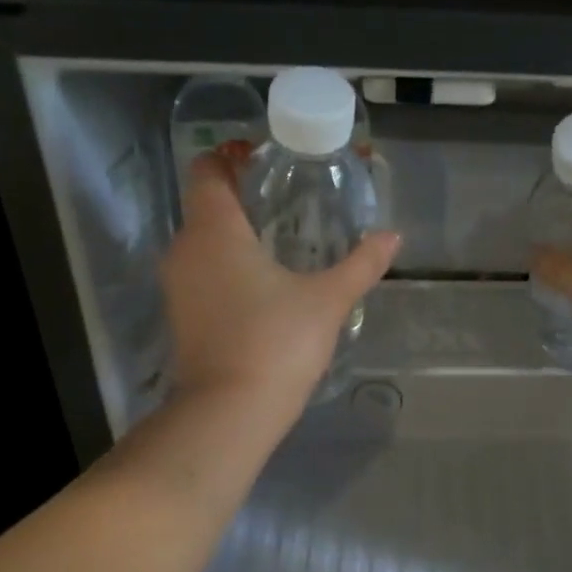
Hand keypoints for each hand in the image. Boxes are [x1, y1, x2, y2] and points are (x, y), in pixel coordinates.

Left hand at [160, 150, 400, 421]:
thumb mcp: (327, 300)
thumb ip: (361, 264)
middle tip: (289, 200)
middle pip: (206, 205)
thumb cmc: (276, 343)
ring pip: (203, 242)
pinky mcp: (181, 316)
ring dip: (235, 235)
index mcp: (215, 231)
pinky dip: (226, 266)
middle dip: (242, 197)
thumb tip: (393, 237)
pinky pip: (202, 272)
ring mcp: (178, 286)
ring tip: (282, 241)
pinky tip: (264, 284)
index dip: (231, 157)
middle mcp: (185, 249)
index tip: (266, 160)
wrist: (229, 414)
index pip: (207, 171)